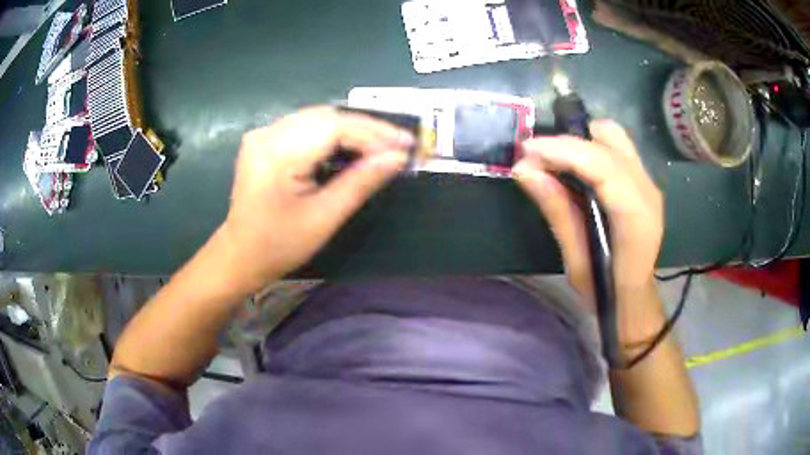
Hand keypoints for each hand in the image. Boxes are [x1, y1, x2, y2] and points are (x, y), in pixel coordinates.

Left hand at [218, 106, 413, 290]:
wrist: (240, 255)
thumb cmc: (279, 245)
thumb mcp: (324, 217)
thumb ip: (361, 182)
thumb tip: (398, 157)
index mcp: (278, 153)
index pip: (335, 127)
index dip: (374, 133)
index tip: (406, 145)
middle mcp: (268, 133)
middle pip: (327, 117)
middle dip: (367, 129)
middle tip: (398, 145)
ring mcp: (263, 134)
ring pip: (318, 118)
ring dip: (352, 129)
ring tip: (381, 146)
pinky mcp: (265, 139)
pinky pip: (306, 126)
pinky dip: (332, 133)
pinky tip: (350, 147)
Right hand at [513, 120, 663, 317]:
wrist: (634, 299)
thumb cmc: (606, 291)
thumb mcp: (577, 261)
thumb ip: (557, 211)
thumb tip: (524, 171)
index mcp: (636, 216)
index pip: (602, 165)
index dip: (562, 151)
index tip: (526, 151)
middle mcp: (647, 190)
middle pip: (609, 140)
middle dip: (567, 143)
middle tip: (535, 160)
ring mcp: (648, 183)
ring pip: (614, 137)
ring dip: (580, 143)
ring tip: (553, 162)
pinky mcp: (642, 182)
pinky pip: (615, 148)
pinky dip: (590, 149)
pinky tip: (572, 169)